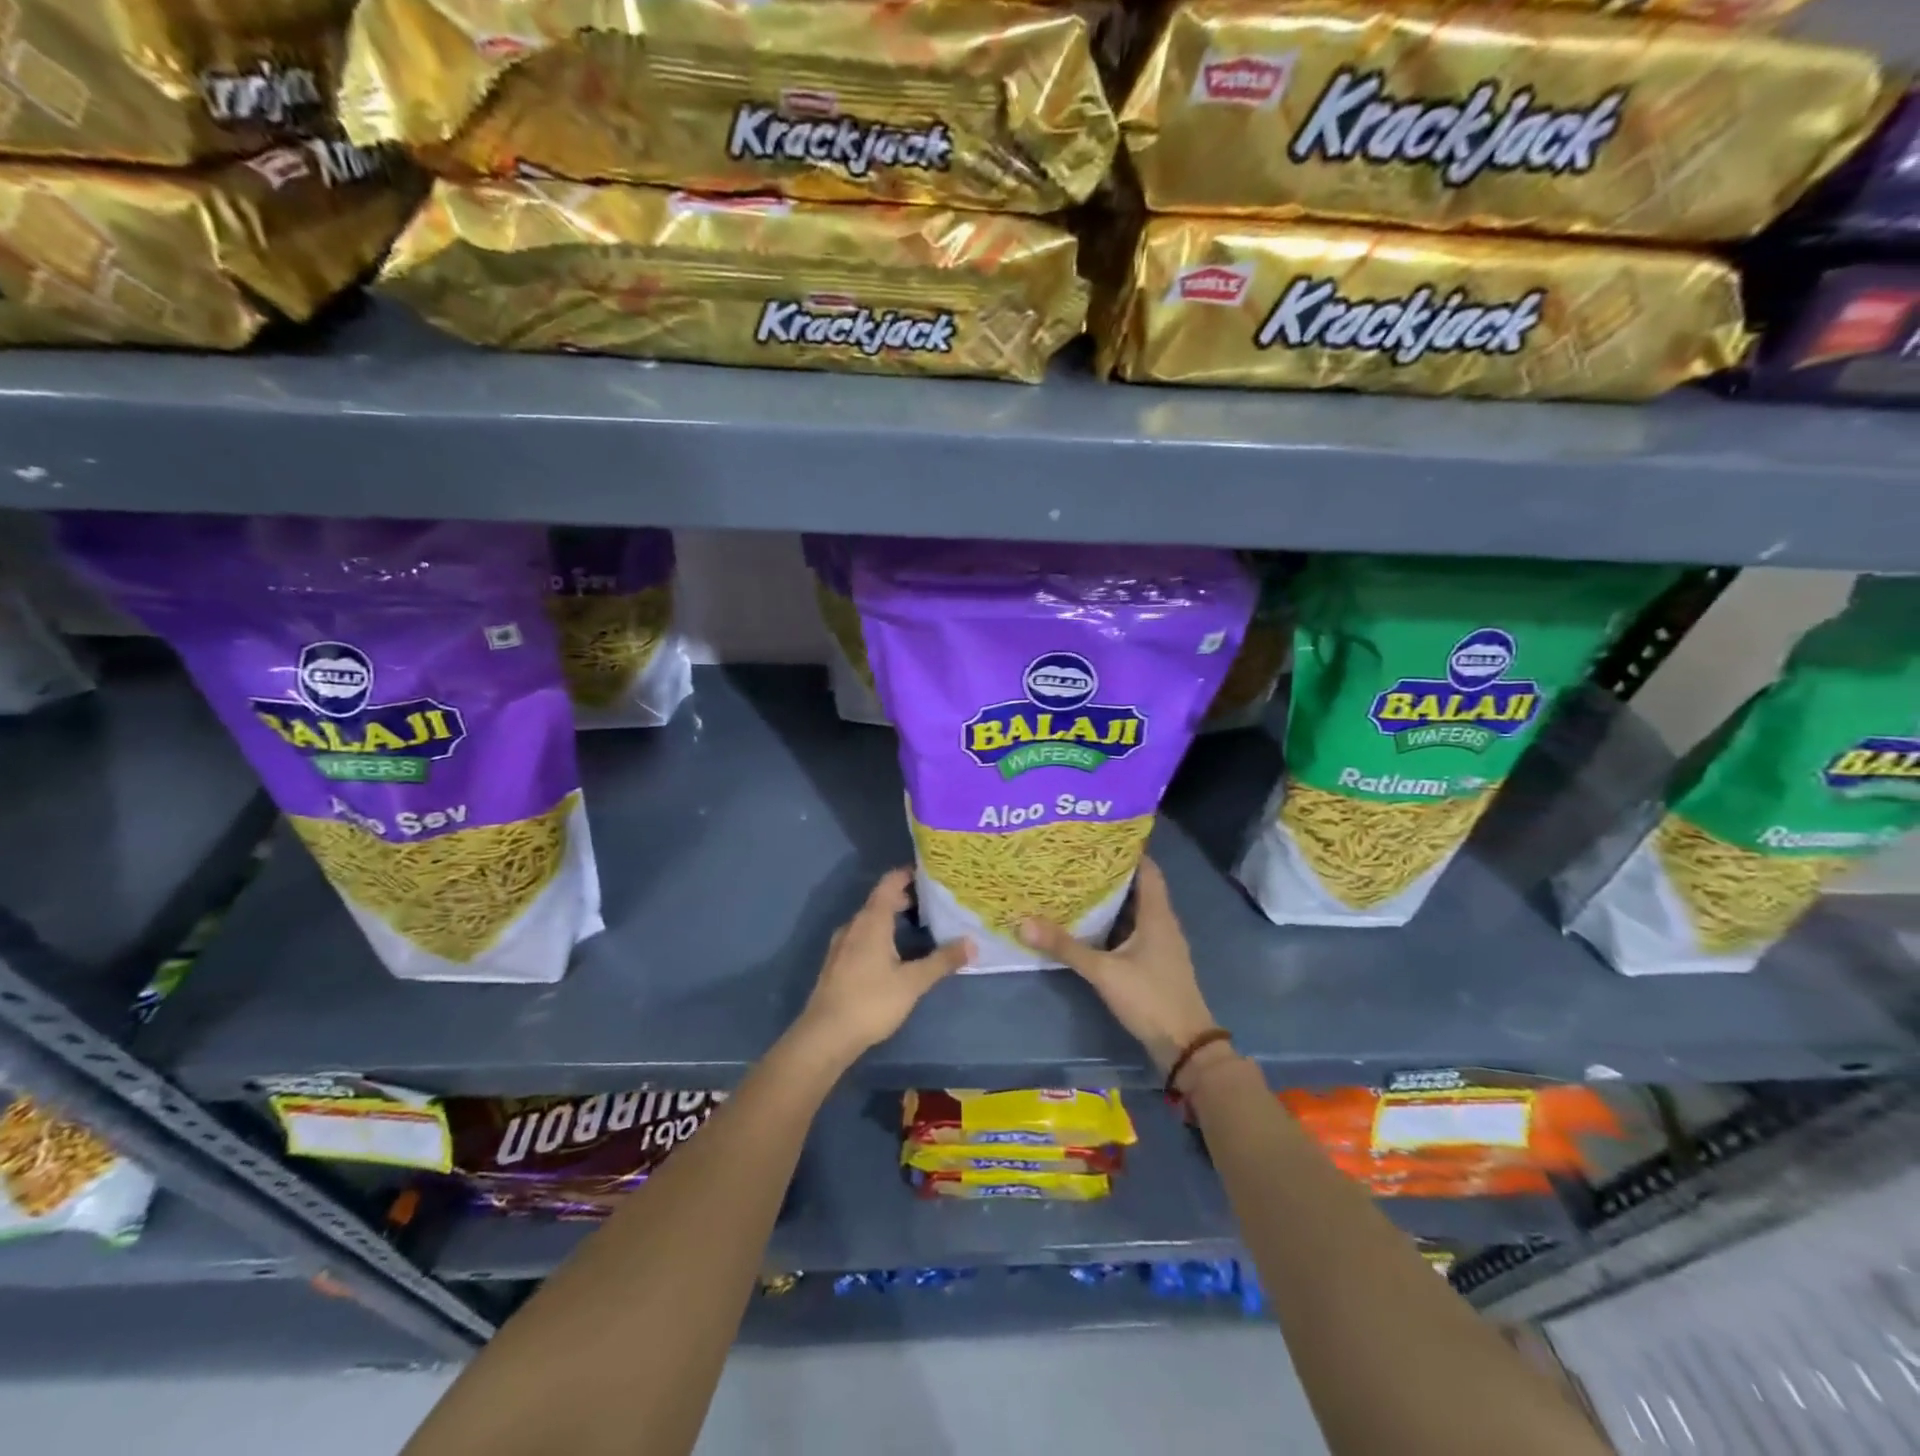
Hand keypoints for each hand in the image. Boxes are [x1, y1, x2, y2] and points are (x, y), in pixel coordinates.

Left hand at [795, 869, 971, 1066]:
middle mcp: (854, 925)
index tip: (931, 874)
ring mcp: (841, 944)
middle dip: (905, 898)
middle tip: (933, 903)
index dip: (908, 874)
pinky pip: (861, 936)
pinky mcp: (836, 963)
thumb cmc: (871, 1001)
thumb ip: (942, 961)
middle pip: (880, 901)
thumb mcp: (913, 982)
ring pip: (869, 920)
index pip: (889, 883)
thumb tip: (972, 943)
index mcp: (871, 921)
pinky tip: (892, 953)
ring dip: (891, 918)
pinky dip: (879, 934)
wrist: (824, 1036)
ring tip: (917, 927)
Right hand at [1021, 857, 1218, 1074]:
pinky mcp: (1154, 962)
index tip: (1097, 837)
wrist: (1184, 1045)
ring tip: (1076, 885)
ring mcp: (1160, 944)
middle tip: (1075, 859)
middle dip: (1110, 873)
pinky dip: (1113, 923)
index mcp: (1157, 914)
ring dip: (1110, 899)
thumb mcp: (1104, 971)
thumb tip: (1023, 922)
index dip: (1125, 851)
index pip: (1146, 869)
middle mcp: (1162, 922)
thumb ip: (1065, 947)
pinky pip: (1132, 931)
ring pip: (1134, 910)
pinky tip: (1088, 924)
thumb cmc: (1150, 998)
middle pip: (1137, 887)